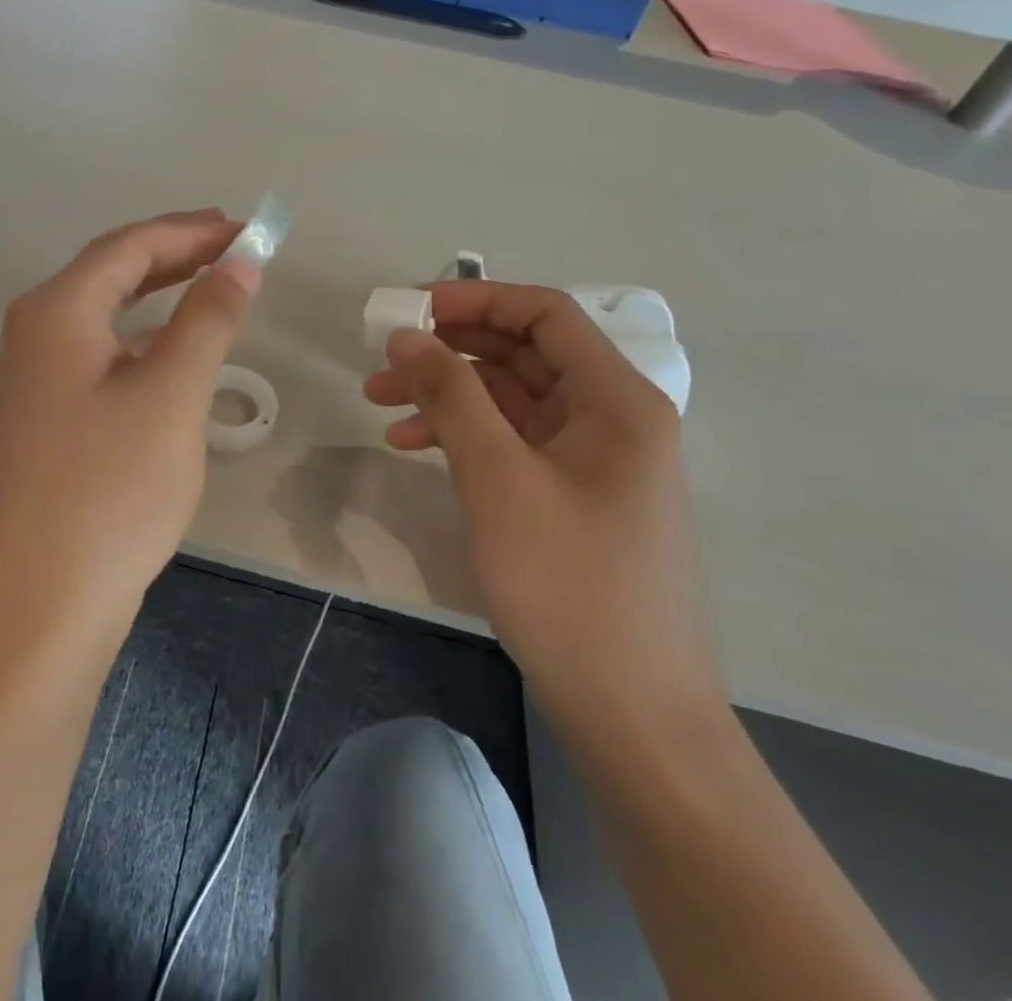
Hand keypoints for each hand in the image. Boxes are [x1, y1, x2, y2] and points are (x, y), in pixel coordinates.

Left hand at [0, 210, 260, 633]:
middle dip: (176, 252)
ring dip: (161, 291)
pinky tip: (175, 344)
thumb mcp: (173, 392)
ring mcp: (38, 373)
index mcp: (58, 310)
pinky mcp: (50, 410)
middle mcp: (37, 330)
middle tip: (235, 246)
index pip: (130, 246)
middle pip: (113, 270)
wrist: (48, 597)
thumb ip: (208, 318)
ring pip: (108, 309)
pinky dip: (145, 333)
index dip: (190, 231)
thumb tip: (240, 263)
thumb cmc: (114, 486)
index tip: (246, 228)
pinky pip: (103, 347)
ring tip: (214, 281)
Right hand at [363, 283, 724, 738]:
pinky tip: (413, 444)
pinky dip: (463, 433)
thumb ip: (451, 394)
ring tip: (380, 403)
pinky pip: (511, 439)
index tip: (409, 309)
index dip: (476, 299)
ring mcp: (592, 458)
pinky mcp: (570, 494)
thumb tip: (406, 335)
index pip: (544, 314)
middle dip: (450, 349)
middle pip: (524, 352)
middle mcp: (611, 416)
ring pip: (510, 397)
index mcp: (616, 399)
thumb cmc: (569, 584)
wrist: (631, 713)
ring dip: (447, 392)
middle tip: (383, 358)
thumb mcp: (498, 477)